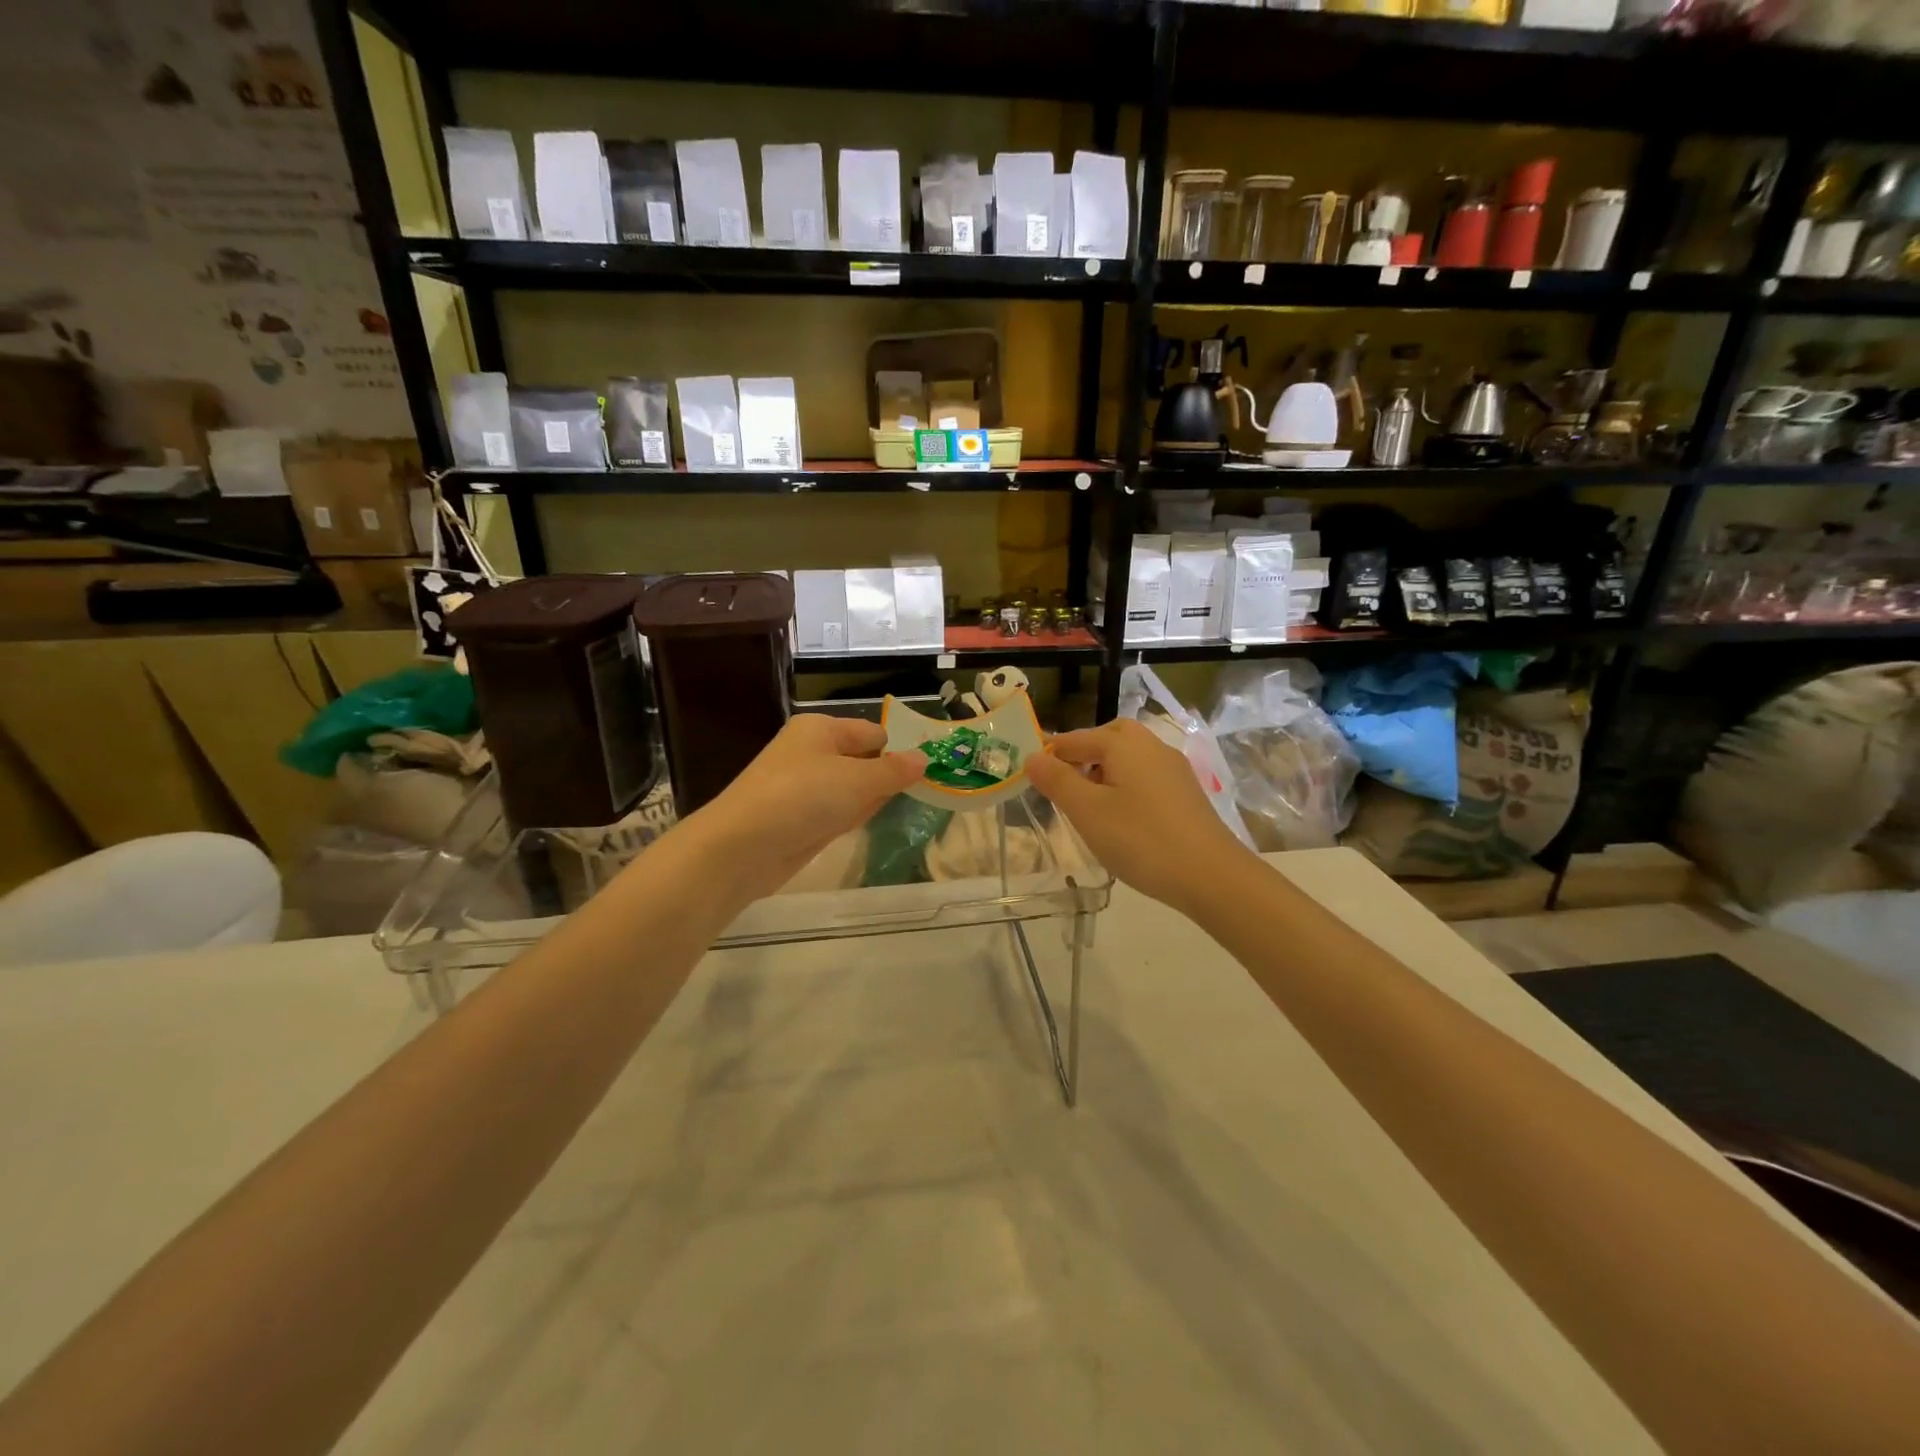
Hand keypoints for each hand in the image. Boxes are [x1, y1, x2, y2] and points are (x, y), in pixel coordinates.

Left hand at [687, 714, 924, 897]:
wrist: (742, 847)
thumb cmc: (803, 798)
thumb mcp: (857, 781)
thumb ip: (894, 772)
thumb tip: (924, 758)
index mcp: (821, 729)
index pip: (872, 733)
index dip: (899, 750)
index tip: (929, 771)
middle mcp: (811, 752)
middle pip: (861, 759)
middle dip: (887, 775)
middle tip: (927, 790)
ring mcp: (803, 787)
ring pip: (849, 788)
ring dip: (871, 797)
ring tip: (906, 805)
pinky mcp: (798, 819)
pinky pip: (835, 811)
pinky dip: (851, 816)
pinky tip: (868, 823)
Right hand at [1026, 718, 1250, 910]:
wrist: (1211, 875)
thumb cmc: (1140, 839)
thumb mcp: (1087, 811)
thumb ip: (1057, 780)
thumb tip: (1032, 756)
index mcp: (1123, 743)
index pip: (1074, 739)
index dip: (1048, 754)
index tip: (1028, 775)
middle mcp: (1151, 745)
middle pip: (1108, 738)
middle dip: (1081, 755)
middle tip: (1062, 784)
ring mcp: (1173, 768)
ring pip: (1128, 758)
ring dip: (1104, 772)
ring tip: (1088, 806)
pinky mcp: (1186, 792)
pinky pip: (1146, 777)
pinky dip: (1126, 787)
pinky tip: (1122, 819)